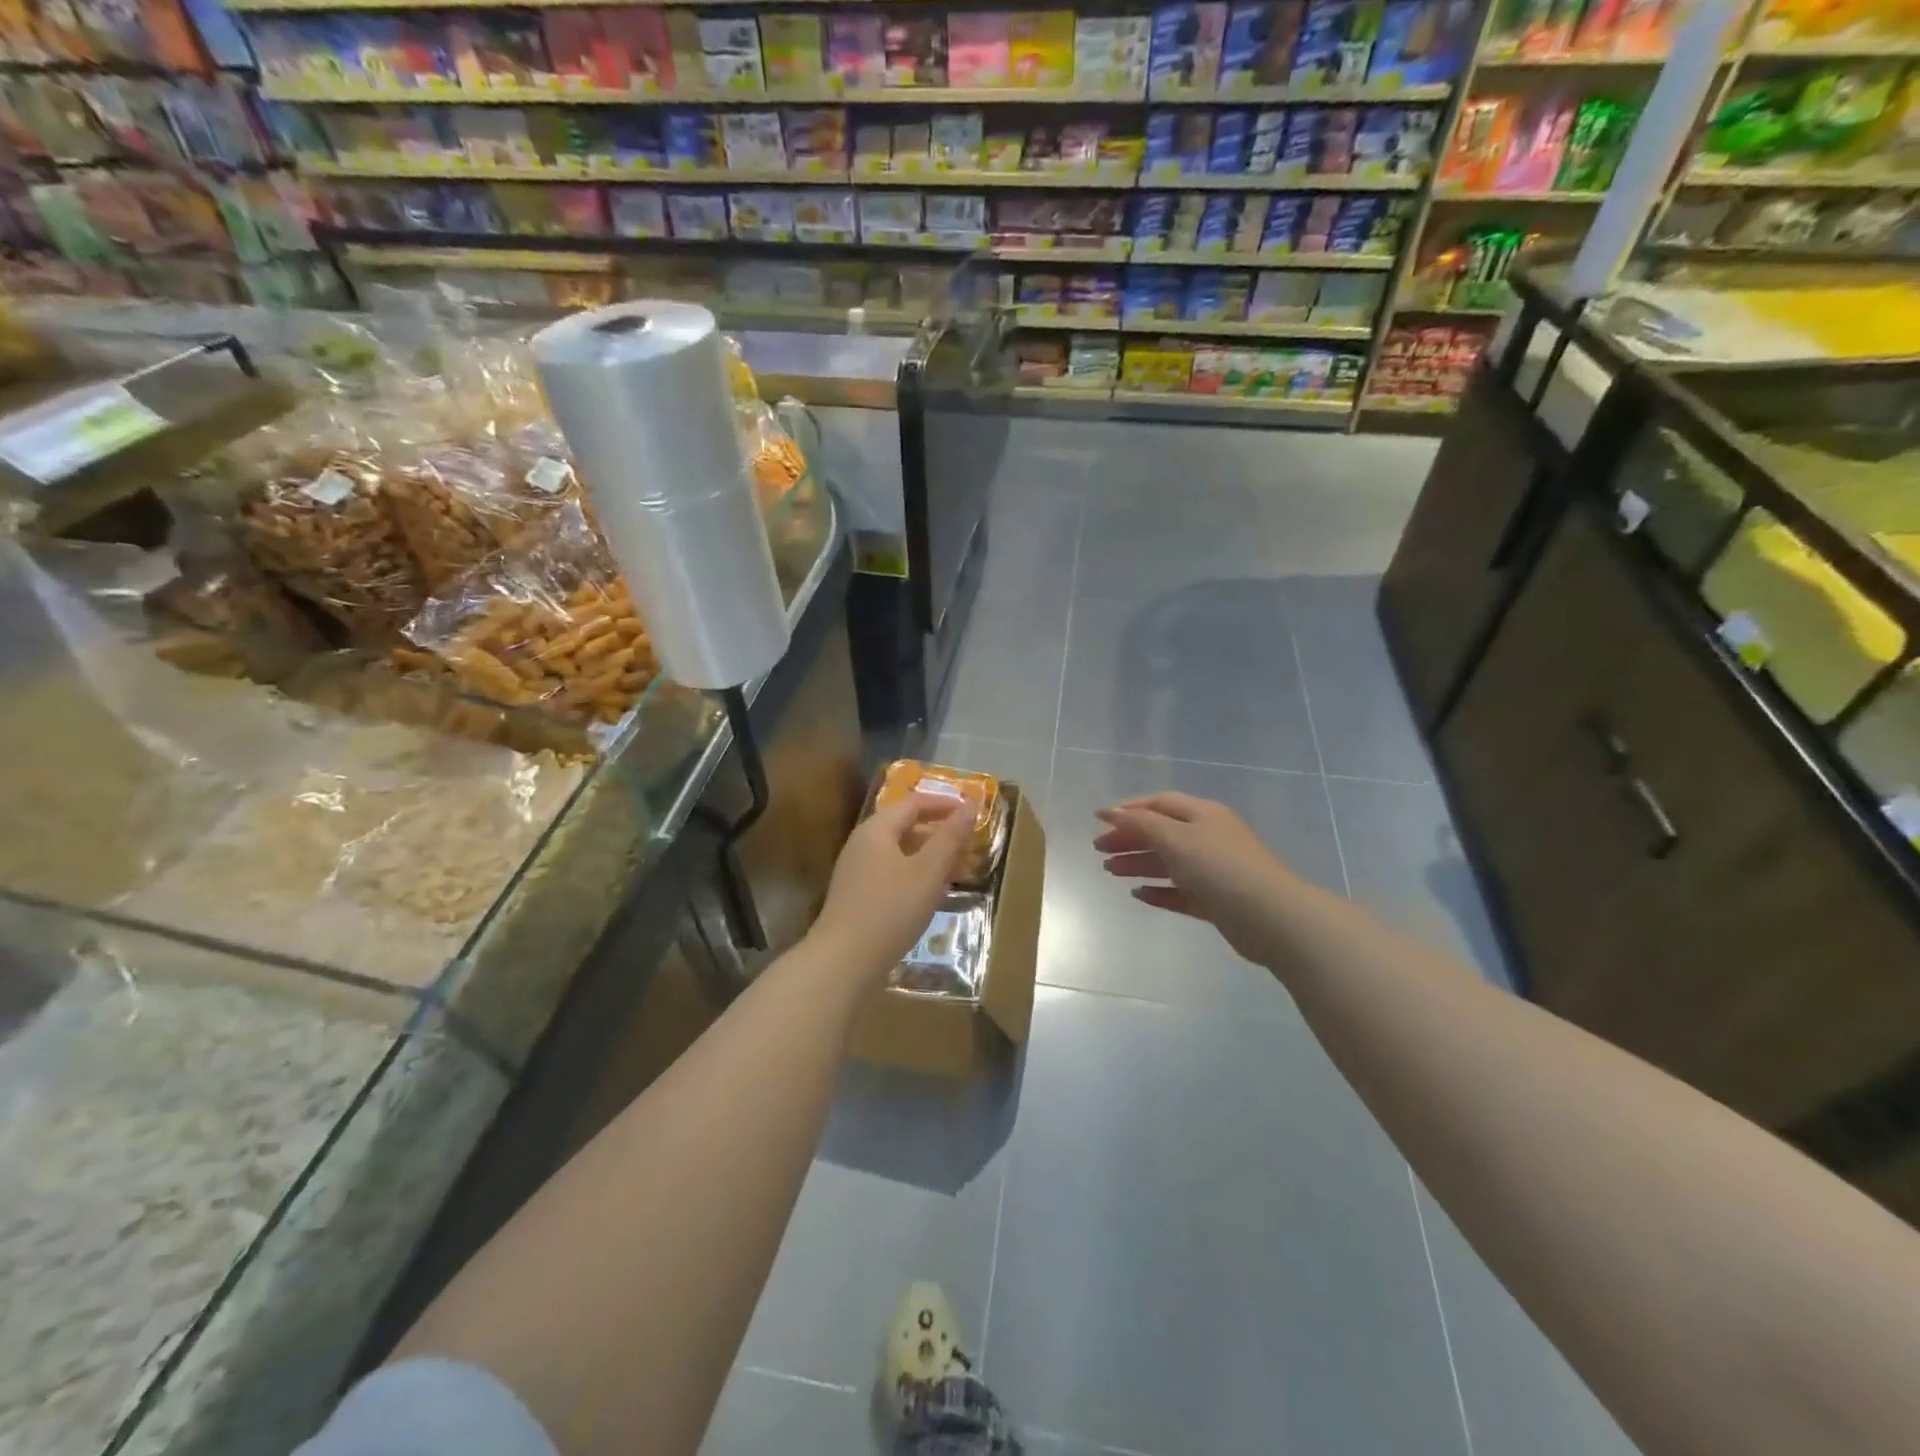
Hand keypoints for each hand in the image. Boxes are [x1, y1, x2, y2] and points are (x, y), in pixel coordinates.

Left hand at [811, 794, 972, 978]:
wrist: (844, 963)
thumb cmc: (890, 910)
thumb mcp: (928, 871)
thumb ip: (950, 837)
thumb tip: (971, 805)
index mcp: (877, 830)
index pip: (914, 803)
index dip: (945, 804)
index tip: (974, 813)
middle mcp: (863, 845)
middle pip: (906, 827)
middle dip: (941, 834)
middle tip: (972, 847)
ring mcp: (858, 873)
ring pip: (901, 854)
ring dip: (931, 858)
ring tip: (959, 872)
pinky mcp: (859, 898)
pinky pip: (894, 875)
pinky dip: (917, 877)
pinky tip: (933, 895)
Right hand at [1094, 793, 1297, 964]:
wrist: (1271, 918)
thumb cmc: (1220, 869)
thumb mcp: (1176, 839)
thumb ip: (1140, 825)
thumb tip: (1109, 811)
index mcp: (1203, 815)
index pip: (1160, 803)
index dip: (1129, 809)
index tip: (1099, 820)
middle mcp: (1208, 838)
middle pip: (1161, 832)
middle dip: (1129, 838)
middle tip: (1099, 850)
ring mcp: (1213, 870)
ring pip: (1168, 862)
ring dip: (1138, 864)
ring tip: (1109, 871)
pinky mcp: (1216, 901)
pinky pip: (1180, 891)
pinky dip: (1159, 890)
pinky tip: (1138, 894)